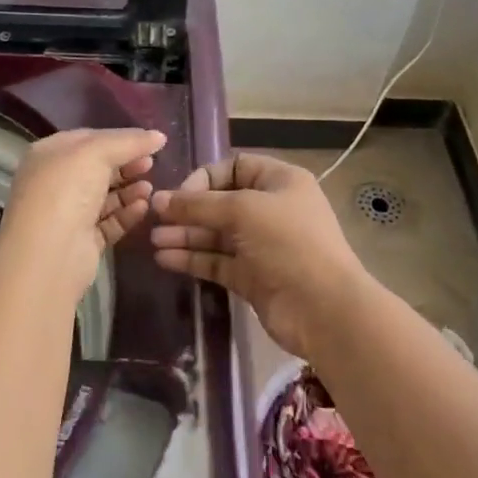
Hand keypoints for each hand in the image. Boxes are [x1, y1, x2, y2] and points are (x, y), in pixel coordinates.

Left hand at [0, 128, 166, 301]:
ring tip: (149, 188)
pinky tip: (143, 207)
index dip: (119, 139)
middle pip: (98, 168)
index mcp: (49, 155)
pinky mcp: (82, 241)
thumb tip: (159, 136)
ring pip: (105, 196)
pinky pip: (109, 222)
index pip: (88, 139)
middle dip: (126, 164)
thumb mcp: (96, 152)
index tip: (149, 142)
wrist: (50, 253)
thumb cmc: (66, 190)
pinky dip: (127, 213)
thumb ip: (129, 141)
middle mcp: (56, 182)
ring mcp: (68, 213)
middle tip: (152, 164)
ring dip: (129, 189)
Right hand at [150, 153, 370, 357]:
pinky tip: (165, 259)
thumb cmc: (288, 244)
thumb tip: (158, 199)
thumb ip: (198, 205)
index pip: (234, 167)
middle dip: (188, 210)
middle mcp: (270, 210)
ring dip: (185, 235)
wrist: (324, 310)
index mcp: (279, 182)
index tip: (179, 195)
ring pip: (216, 234)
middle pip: (221, 202)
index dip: (204, 178)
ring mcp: (261, 246)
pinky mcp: (252, 277)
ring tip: (153, 241)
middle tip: (154, 219)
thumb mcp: (242, 211)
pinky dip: (192, 258)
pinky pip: (217, 261)